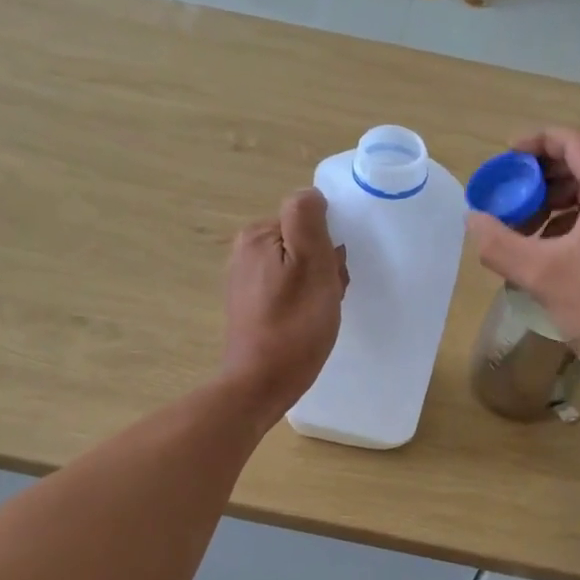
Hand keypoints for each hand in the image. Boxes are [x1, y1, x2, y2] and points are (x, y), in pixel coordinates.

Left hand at [222, 189, 347, 414]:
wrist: (261, 383)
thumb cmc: (294, 325)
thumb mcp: (311, 263)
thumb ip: (308, 219)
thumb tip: (311, 195)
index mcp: (258, 234)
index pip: (309, 219)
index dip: (329, 245)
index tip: (333, 274)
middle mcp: (245, 251)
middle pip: (303, 243)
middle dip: (324, 266)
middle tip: (329, 296)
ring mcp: (246, 280)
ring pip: (299, 268)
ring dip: (318, 286)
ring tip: (320, 313)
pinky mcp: (250, 306)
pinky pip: (288, 290)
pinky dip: (304, 302)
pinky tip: (307, 323)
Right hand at [466, 127, 579, 387]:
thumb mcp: (542, 275)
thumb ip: (499, 243)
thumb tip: (473, 220)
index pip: (573, 141)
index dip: (534, 143)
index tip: (503, 163)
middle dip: (539, 178)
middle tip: (507, 201)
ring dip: (554, 203)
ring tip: (522, 231)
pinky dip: (573, 222)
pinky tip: (549, 251)